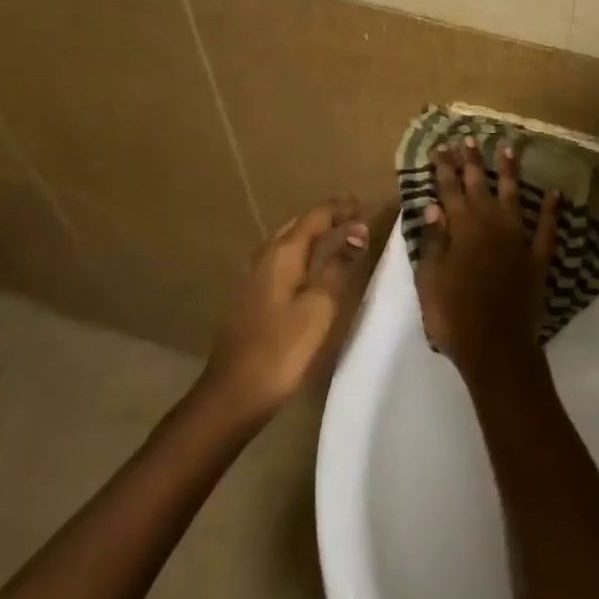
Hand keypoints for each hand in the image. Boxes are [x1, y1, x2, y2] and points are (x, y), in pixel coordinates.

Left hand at [203, 199, 374, 424]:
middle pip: (299, 224)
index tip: (365, 204)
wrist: (233, 394)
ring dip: (313, 235)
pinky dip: (302, 253)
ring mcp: (253, 276)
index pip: (316, 216)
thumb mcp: (320, 306)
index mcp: (283, 252)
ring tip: (338, 238)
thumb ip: (339, 265)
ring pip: (287, 241)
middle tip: (355, 218)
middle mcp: (264, 255)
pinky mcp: (250, 296)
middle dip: (327, 217)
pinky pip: (281, 259)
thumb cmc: (282, 348)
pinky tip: (311, 268)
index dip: (341, 208)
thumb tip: (358, 230)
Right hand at [415, 138, 560, 384]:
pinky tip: (554, 192)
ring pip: (513, 196)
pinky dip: (550, 209)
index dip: (445, 168)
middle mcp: (490, 225)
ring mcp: (517, 239)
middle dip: (472, 161)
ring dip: (509, 172)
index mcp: (461, 230)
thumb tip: (433, 205)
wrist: (496, 347)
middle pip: (479, 186)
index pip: (449, 190)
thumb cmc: (454, 316)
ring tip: (508, 148)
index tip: (442, 147)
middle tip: (470, 138)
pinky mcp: (538, 257)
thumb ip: (433, 241)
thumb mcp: (430, 280)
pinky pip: (546, 228)